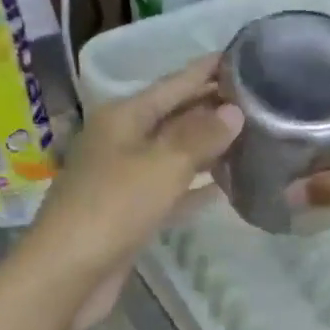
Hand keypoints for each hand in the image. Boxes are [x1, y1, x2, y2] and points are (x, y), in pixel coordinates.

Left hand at [24, 56, 241, 329]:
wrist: (68, 273)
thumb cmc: (113, 208)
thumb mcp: (162, 165)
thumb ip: (200, 136)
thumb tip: (234, 111)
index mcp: (124, 116)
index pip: (174, 83)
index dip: (208, 70)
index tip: (244, 55)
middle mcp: (122, 139)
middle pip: (175, 116)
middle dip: (213, 107)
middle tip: (261, 100)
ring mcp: (125, 177)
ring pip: (175, 153)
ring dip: (208, 147)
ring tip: (252, 138)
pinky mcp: (131, 212)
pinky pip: (172, 189)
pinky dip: (196, 186)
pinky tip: (226, 187)